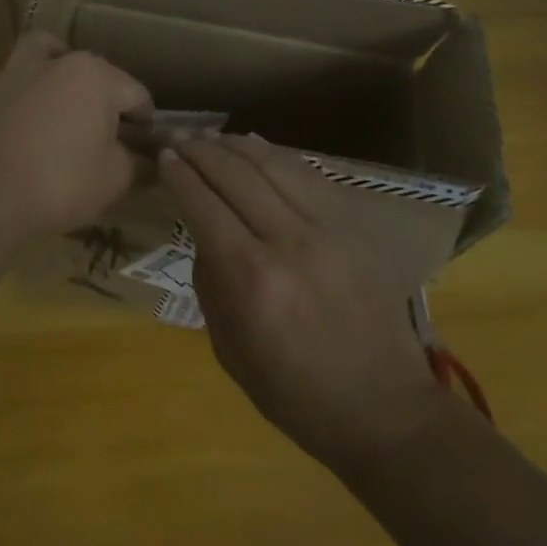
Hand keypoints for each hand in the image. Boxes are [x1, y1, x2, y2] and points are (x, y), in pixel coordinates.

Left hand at [0, 33, 152, 247]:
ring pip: (38, 48)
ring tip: (58, 71)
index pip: (134, 93)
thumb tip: (149, 160)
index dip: (144, 119)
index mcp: (97, 78)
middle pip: (92, 69)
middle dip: (104, 92)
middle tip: (108, 127)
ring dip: (51, 55)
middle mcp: (56, 63)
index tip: (146, 142)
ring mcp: (13, 73)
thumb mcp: (117, 179)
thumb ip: (138, 162)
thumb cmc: (63, 185)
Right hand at [160, 136, 446, 474]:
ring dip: (236, 145)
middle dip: (201, 150)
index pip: (205, 205)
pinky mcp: (354, 226)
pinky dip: (277, 154)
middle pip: (236, 174)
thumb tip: (204, 233)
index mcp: (252, 280)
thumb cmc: (295, 393)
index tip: (163, 157)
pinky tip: (257, 144)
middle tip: (178, 138)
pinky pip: (309, 174)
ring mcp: (328, 229)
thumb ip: (210, 283)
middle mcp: (289, 242)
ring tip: (211, 137)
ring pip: (274, 163)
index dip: (180, 175)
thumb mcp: (229, 349)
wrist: (383, 408)